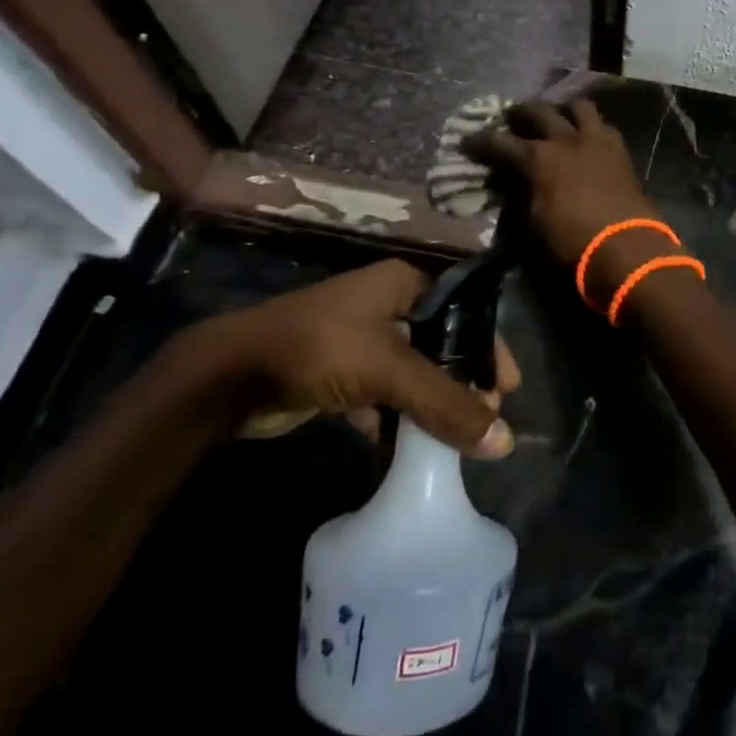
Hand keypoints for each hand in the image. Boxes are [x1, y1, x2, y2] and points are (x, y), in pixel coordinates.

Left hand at [204, 259, 517, 457]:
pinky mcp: (336, 373)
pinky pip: (380, 396)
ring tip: (456, 440)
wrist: (226, 376)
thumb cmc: (318, 349)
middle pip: (439, 345)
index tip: (509, 388)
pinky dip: (395, 421)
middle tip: (484, 420)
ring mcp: (358, 339)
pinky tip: (409, 452)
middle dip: (462, 383)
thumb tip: (504, 442)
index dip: (490, 347)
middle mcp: (384, 305)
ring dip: (430, 406)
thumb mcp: (389, 371)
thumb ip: (446, 405)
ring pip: (410, 374)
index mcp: (403, 284)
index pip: (464, 312)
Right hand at [464, 98, 670, 301]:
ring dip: (564, 110)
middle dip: (521, 112)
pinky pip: (604, 126)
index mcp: (539, 159)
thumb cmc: (573, 243)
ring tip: (558, 118)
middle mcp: (567, 140)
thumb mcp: (533, 225)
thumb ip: (521, 197)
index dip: (480, 142)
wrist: (627, 248)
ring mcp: (598, 141)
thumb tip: (513, 185)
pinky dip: (591, 127)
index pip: (500, 143)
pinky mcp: (622, 151)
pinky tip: (587, 138)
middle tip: (512, 118)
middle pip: (539, 111)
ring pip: (579, 107)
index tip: (467, 141)